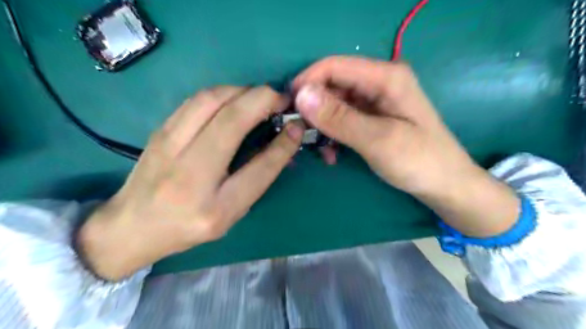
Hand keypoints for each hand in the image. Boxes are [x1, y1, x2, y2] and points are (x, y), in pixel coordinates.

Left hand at [77, 87, 300, 280]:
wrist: (132, 226)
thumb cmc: (189, 226)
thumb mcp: (230, 214)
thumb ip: (257, 179)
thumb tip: (284, 142)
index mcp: (214, 208)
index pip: (259, 169)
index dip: (284, 143)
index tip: (298, 125)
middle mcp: (189, 175)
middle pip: (231, 119)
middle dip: (264, 100)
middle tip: (282, 100)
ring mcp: (168, 147)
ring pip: (211, 99)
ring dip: (243, 91)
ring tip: (261, 98)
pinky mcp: (159, 130)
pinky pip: (196, 99)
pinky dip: (223, 92)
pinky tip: (235, 99)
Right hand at [293, 56, 516, 238]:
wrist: (445, 186)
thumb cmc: (419, 161)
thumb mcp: (378, 140)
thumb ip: (339, 118)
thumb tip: (301, 95)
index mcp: (386, 77)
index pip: (334, 66)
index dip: (307, 82)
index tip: (287, 106)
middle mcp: (379, 83)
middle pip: (333, 85)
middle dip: (313, 108)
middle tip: (299, 133)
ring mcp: (375, 102)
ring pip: (335, 105)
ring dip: (322, 126)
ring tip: (319, 150)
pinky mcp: (373, 119)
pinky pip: (344, 120)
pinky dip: (333, 135)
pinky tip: (331, 154)